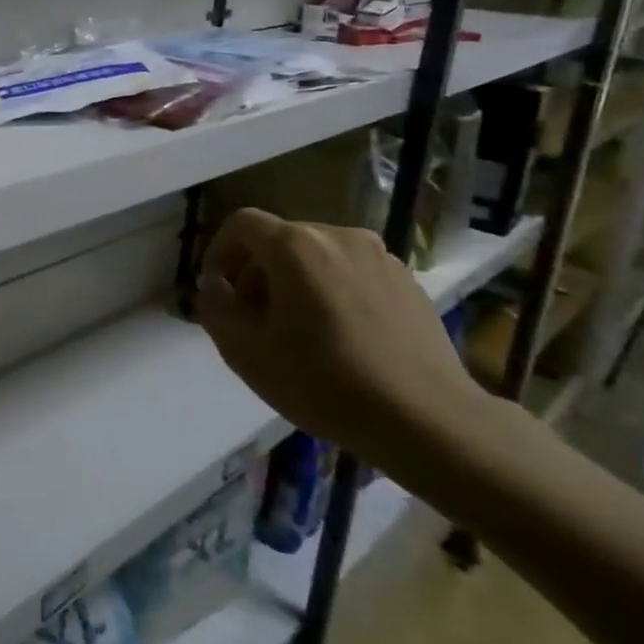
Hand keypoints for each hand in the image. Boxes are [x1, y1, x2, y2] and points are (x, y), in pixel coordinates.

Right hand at [194, 208, 484, 463]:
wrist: (427, 420)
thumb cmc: (324, 383)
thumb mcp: (246, 353)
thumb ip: (216, 309)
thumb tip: (215, 287)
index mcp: (296, 246)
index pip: (241, 224)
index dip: (219, 252)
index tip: (218, 291)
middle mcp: (338, 236)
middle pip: (280, 239)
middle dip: (256, 273)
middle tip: (253, 320)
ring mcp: (380, 257)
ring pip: (318, 256)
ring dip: (295, 282)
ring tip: (298, 331)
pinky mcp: (409, 282)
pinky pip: (352, 273)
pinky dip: (333, 292)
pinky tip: (341, 338)